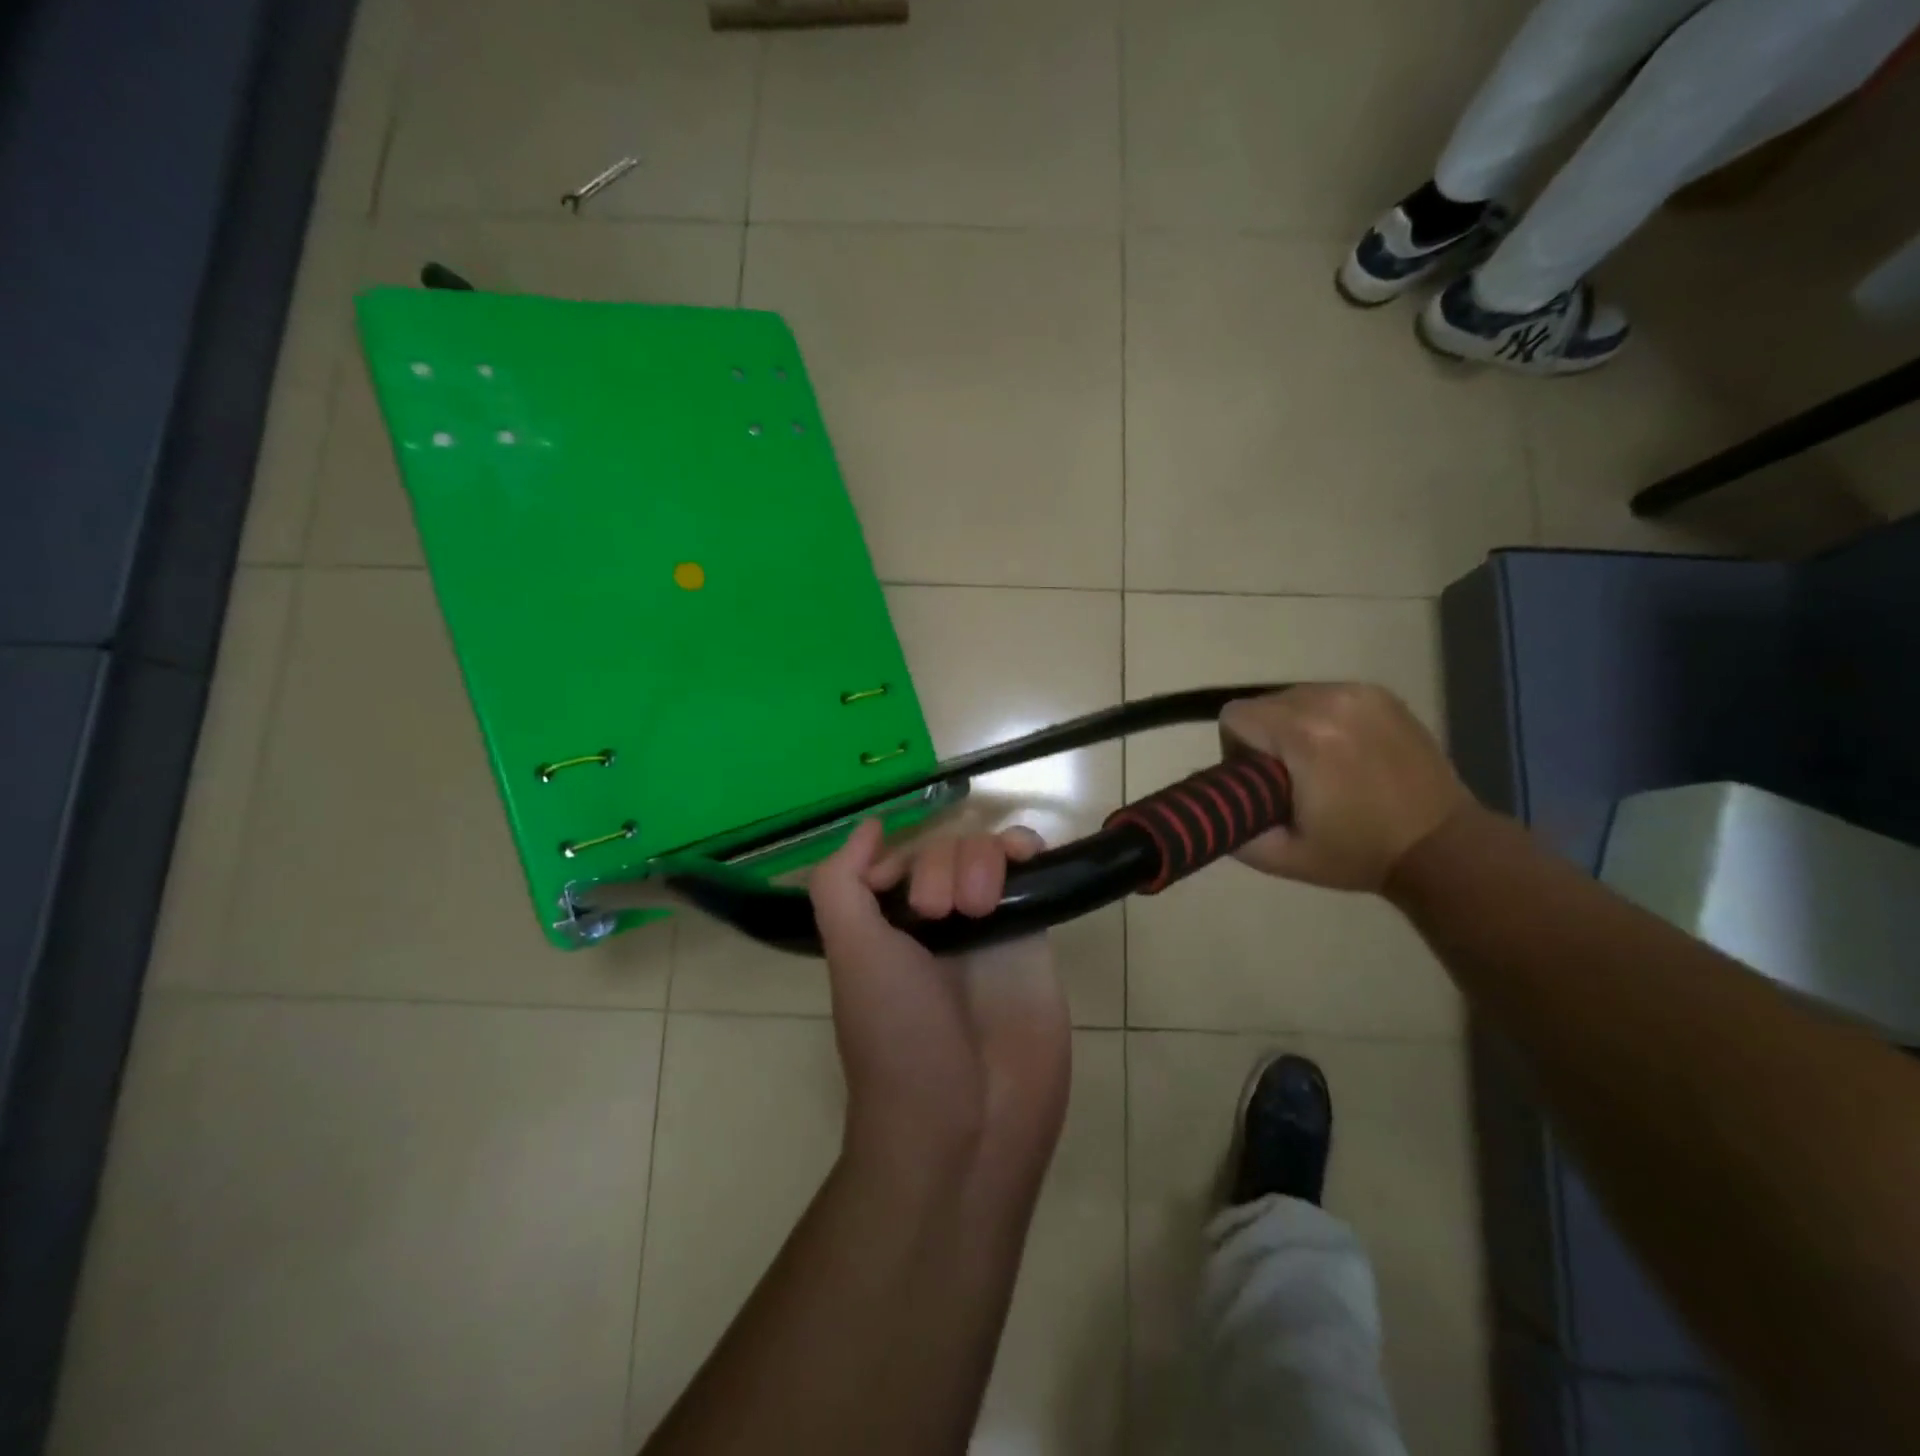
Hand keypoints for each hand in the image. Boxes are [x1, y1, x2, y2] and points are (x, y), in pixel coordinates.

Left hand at [809, 819, 1071, 1182]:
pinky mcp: (1033, 939)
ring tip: (980, 908)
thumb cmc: (898, 1037)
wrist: (968, 1123)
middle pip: (947, 851)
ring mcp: (989, 929)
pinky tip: (1029, 857)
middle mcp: (938, 924)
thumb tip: (870, 826)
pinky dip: (1029, 851)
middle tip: (941, 914)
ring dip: (983, 859)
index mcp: (888, 928)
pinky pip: (1033, 875)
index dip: (904, 860)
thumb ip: (841, 884)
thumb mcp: (851, 954)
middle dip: (942, 867)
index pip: (901, 860)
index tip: (907, 896)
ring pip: (990, 854)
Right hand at [1219, 682, 1471, 891]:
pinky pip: (1327, 695)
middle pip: (1262, 704)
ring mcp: (1360, 693)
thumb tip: (1208, 804)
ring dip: (1292, 725)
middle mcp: (1329, 701)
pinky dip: (1323, 718)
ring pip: (1293, 696)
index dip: (1235, 750)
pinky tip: (1345, 751)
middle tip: (1287, 778)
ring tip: (1318, 764)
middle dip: (1263, 737)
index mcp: (1303, 736)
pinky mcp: (1382, 694)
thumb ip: (1231, 828)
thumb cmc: (1357, 853)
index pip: (1235, 716)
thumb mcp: (1282, 856)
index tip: (1258, 781)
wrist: (1442, 846)